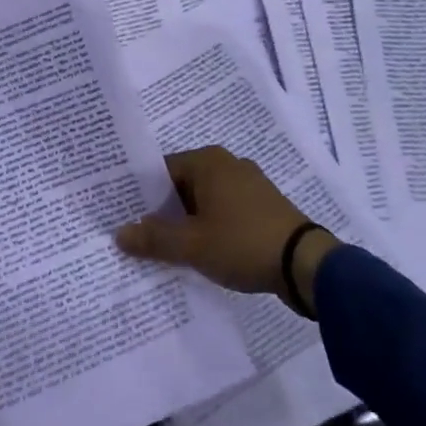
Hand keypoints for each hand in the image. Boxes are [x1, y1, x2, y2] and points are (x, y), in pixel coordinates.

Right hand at [114, 147, 339, 314]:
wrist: (305, 263)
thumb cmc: (242, 243)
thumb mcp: (192, 245)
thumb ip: (154, 238)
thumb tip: (120, 233)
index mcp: (208, 161)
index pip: (162, 171)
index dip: (142, 196)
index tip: (126, 218)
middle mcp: (227, 164)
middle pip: (183, 185)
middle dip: (164, 211)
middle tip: (141, 237)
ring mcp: (249, 183)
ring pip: (204, 200)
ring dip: (188, 222)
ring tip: (168, 250)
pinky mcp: (263, 205)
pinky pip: (225, 210)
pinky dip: (211, 226)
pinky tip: (203, 251)